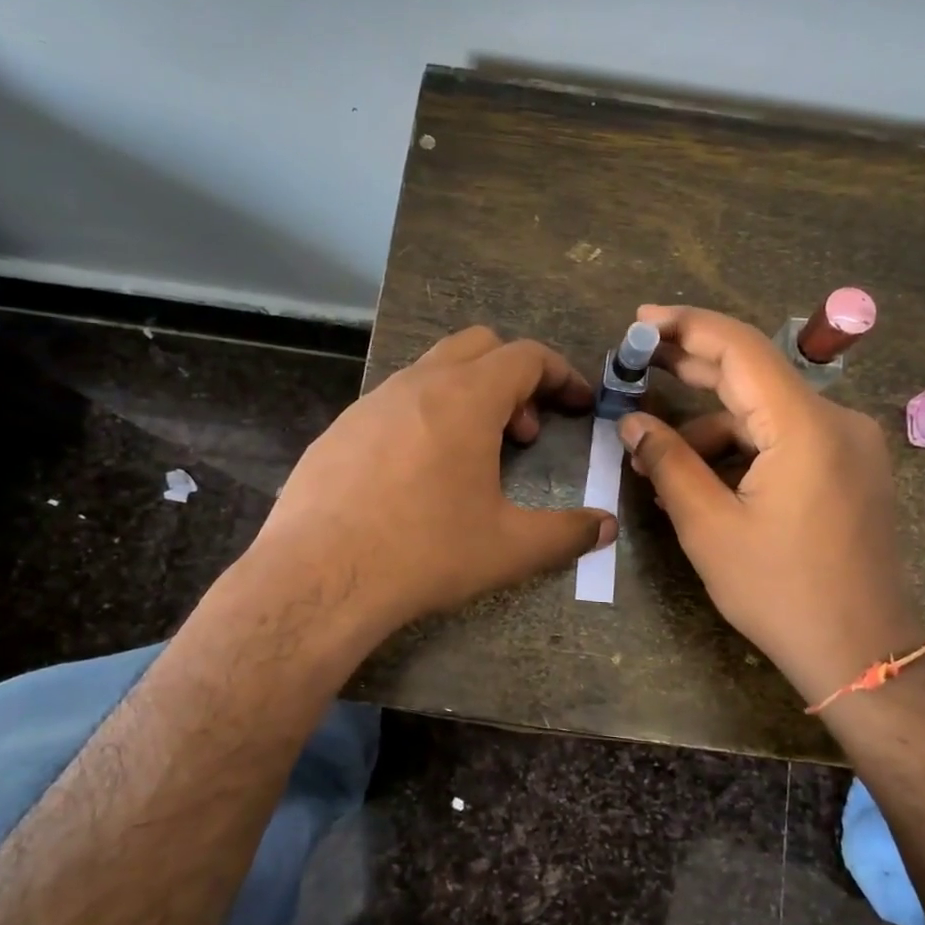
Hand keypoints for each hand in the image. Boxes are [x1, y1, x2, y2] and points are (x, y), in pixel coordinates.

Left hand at [250, 326, 615, 637]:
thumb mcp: (509, 548)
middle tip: (522, 433)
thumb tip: (605, 527)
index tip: (578, 404)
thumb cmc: (424, 552)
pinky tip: (418, 474)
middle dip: (513, 377)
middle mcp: (417, 384)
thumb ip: (566, 533)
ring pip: (432, 370)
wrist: (319, 578)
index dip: (561, 374)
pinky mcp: (339, 429)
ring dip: (467, 396)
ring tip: (473, 456)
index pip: (526, 356)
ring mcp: (371, 402)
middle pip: (479, 346)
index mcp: (466, 398)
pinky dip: (425, 416)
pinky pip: (395, 402)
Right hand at [618, 305, 924, 705]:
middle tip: (638, 362)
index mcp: (804, 426)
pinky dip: (743, 446)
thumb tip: (632, 423)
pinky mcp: (850, 468)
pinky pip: (787, 438)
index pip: (740, 349)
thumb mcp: (710, 528)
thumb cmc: (782, 592)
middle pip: (755, 373)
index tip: (640, 322)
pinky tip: (706, 474)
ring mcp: (849, 444)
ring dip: (712, 422)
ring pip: (768, 411)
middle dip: (693, 365)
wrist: (865, 653)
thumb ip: (668, 464)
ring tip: (659, 452)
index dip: (686, 326)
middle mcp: (835, 420)